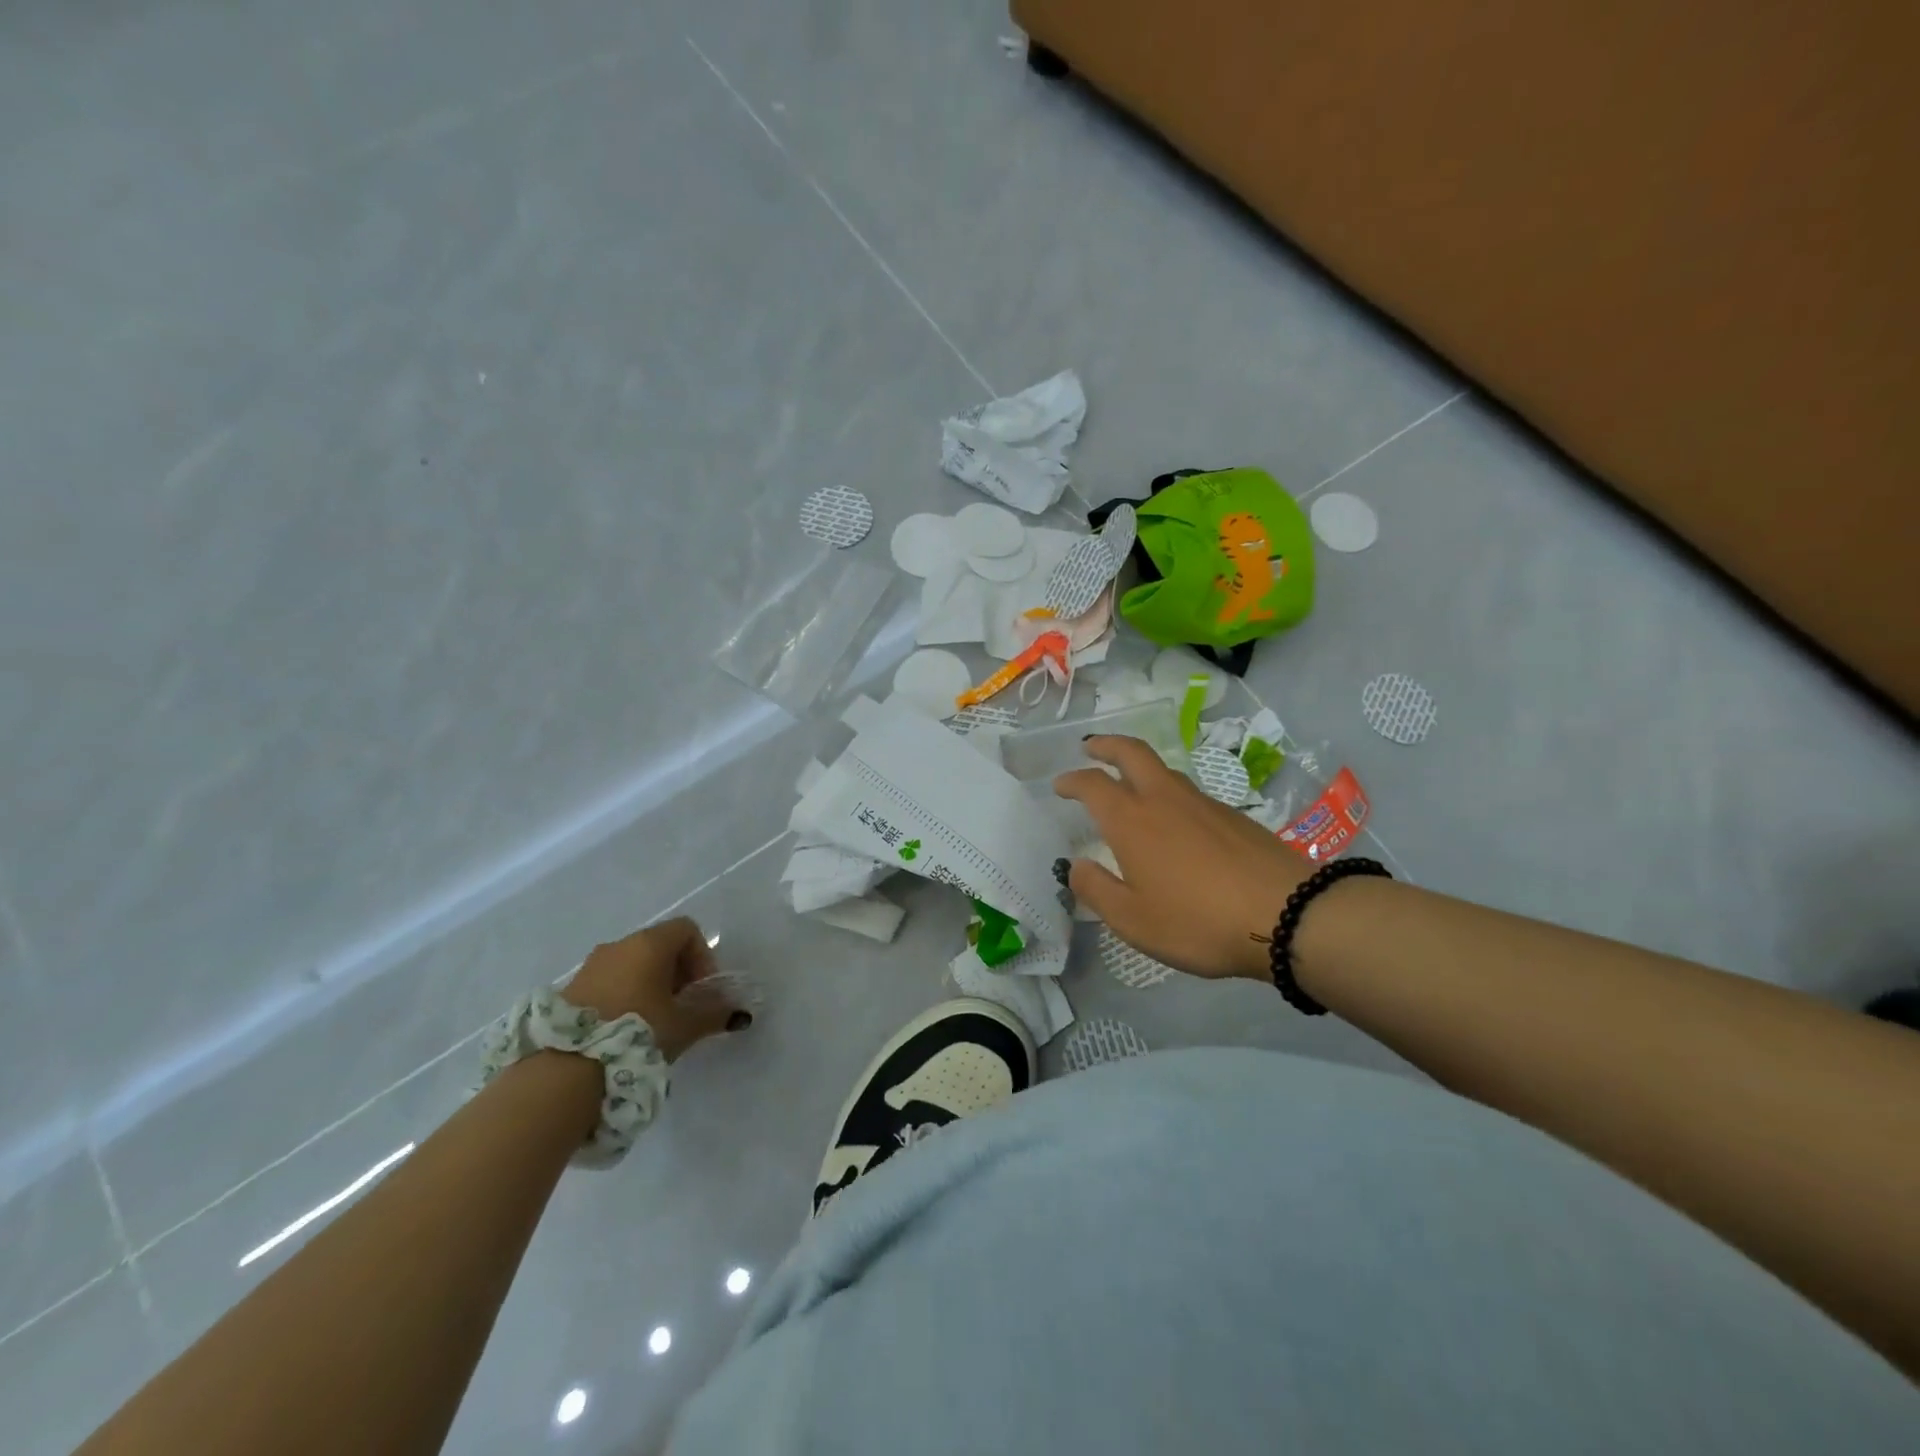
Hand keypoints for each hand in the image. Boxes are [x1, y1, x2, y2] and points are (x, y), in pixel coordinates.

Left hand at [566, 917, 749, 1060]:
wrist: (567, 1068)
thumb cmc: (637, 1032)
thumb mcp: (684, 1026)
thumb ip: (714, 1014)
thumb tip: (738, 1013)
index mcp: (649, 943)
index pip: (687, 929)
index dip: (702, 956)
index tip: (701, 989)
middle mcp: (620, 944)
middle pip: (659, 945)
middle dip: (677, 971)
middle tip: (682, 1005)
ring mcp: (591, 964)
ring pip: (632, 963)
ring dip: (650, 983)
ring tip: (654, 1019)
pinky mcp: (570, 988)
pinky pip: (609, 979)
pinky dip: (624, 993)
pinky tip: (625, 1027)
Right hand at [1054, 736, 1309, 980]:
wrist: (1289, 914)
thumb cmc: (1198, 920)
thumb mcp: (1133, 920)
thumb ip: (1097, 890)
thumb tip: (1075, 865)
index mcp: (1132, 820)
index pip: (1093, 785)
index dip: (1072, 780)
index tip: (1060, 785)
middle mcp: (1164, 799)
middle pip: (1132, 752)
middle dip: (1106, 744)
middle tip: (1090, 746)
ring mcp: (1203, 804)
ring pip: (1164, 770)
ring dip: (1138, 766)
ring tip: (1129, 783)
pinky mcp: (1234, 816)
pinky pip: (1189, 792)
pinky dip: (1168, 791)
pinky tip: (1174, 820)